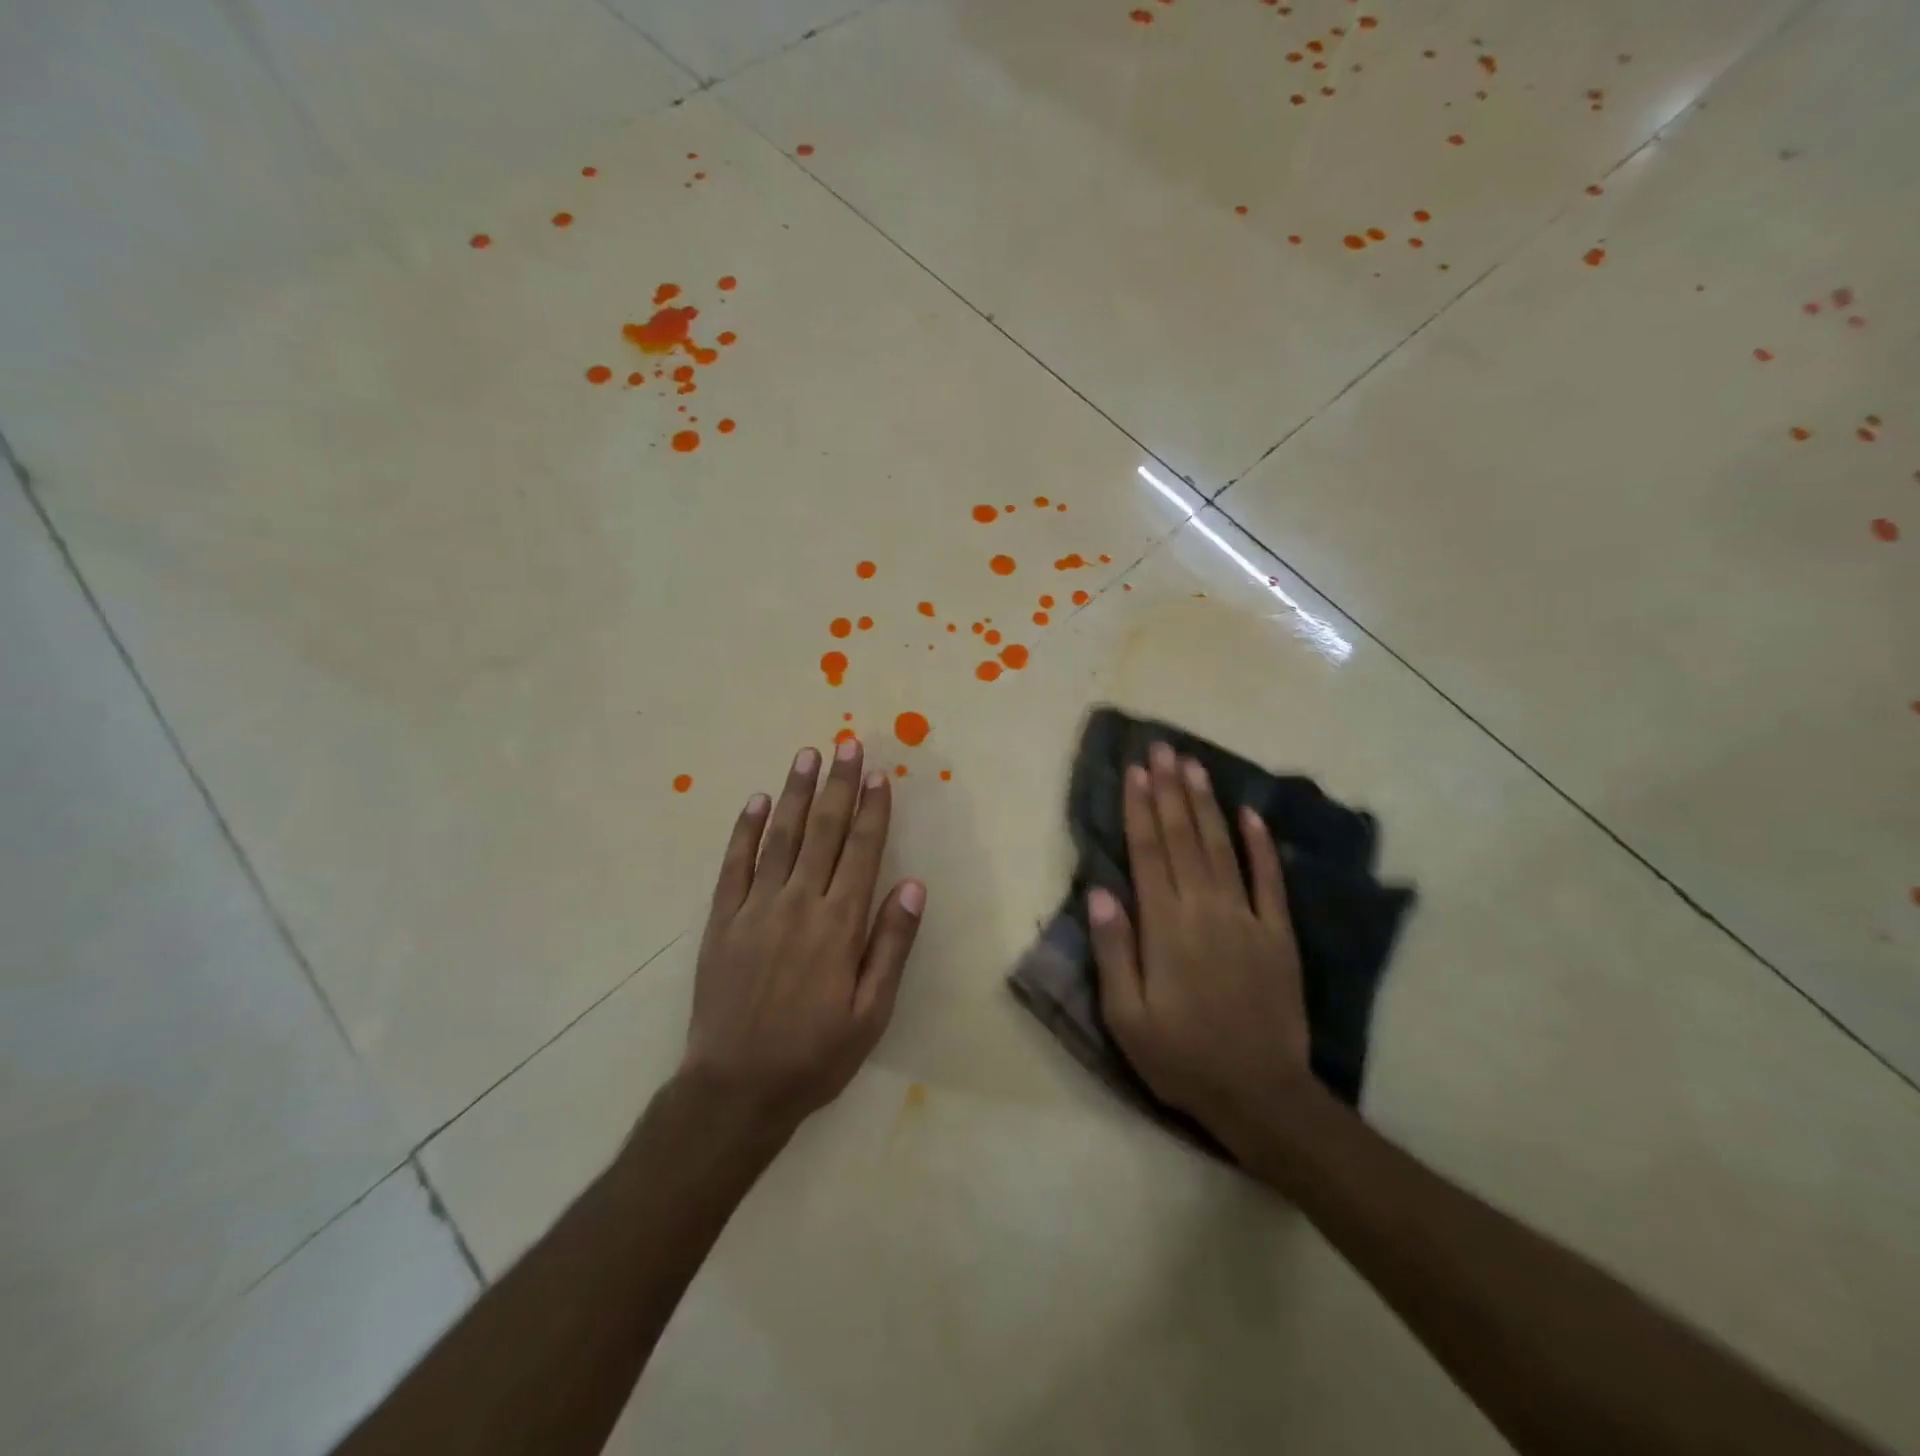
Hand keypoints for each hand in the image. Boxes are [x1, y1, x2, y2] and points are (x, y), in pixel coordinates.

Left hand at [679, 741, 925, 1140]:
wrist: (735, 1088)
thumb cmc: (815, 1054)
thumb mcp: (871, 1013)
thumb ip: (891, 945)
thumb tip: (913, 885)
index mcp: (839, 924)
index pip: (862, 851)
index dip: (873, 810)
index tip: (880, 775)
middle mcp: (799, 903)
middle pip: (825, 831)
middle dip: (839, 785)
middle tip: (847, 744)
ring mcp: (756, 908)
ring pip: (781, 836)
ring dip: (796, 793)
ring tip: (808, 756)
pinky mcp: (722, 919)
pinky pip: (735, 864)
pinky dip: (745, 830)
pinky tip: (756, 802)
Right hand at [1088, 742, 1313, 1148]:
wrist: (1261, 1094)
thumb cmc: (1181, 1057)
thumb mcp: (1126, 1016)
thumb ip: (1114, 950)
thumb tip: (1101, 891)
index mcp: (1165, 927)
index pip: (1148, 853)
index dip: (1139, 809)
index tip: (1134, 772)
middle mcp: (1205, 909)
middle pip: (1182, 838)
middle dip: (1169, 790)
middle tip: (1161, 749)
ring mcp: (1247, 918)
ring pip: (1221, 847)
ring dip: (1205, 803)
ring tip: (1193, 764)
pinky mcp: (1279, 934)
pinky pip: (1269, 880)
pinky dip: (1260, 844)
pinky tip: (1250, 814)